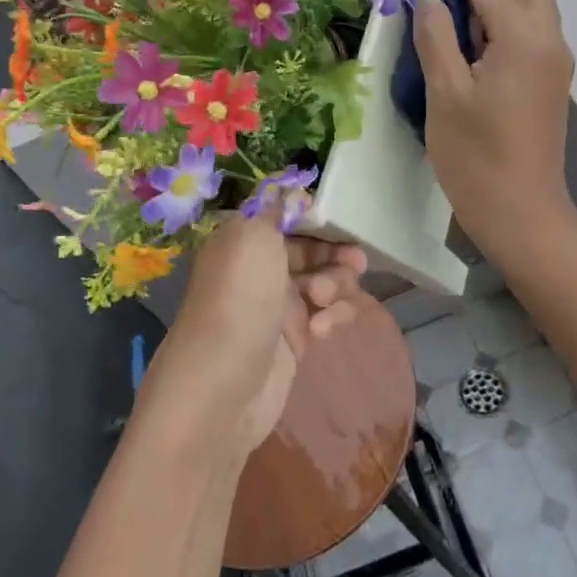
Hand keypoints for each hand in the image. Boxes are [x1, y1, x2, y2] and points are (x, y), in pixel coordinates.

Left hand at [134, 212, 367, 466]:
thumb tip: (284, 188)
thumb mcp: (251, 236)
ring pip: (327, 281)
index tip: (342, 222)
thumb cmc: (239, 300)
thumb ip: (273, 208)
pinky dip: (332, 318)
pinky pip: (328, 315)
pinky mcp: (296, 340)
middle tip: (354, 263)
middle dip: (336, 253)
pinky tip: (320, 331)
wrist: (222, 388)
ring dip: (336, 286)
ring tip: (324, 301)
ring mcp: (279, 306)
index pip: (288, 217)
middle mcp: (261, 269)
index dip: (318, 218)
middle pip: (314, 249)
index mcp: (244, 240)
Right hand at [414, 0, 576, 256]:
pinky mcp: (553, 87)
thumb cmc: (475, 155)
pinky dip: (511, 28)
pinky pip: (536, 38)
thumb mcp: (444, 93)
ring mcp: (557, 68)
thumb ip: (436, 38)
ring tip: (460, 26)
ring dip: (503, 5)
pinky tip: (479, 52)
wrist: (521, 211)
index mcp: (524, 42)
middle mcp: (550, 45)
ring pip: (537, 14)